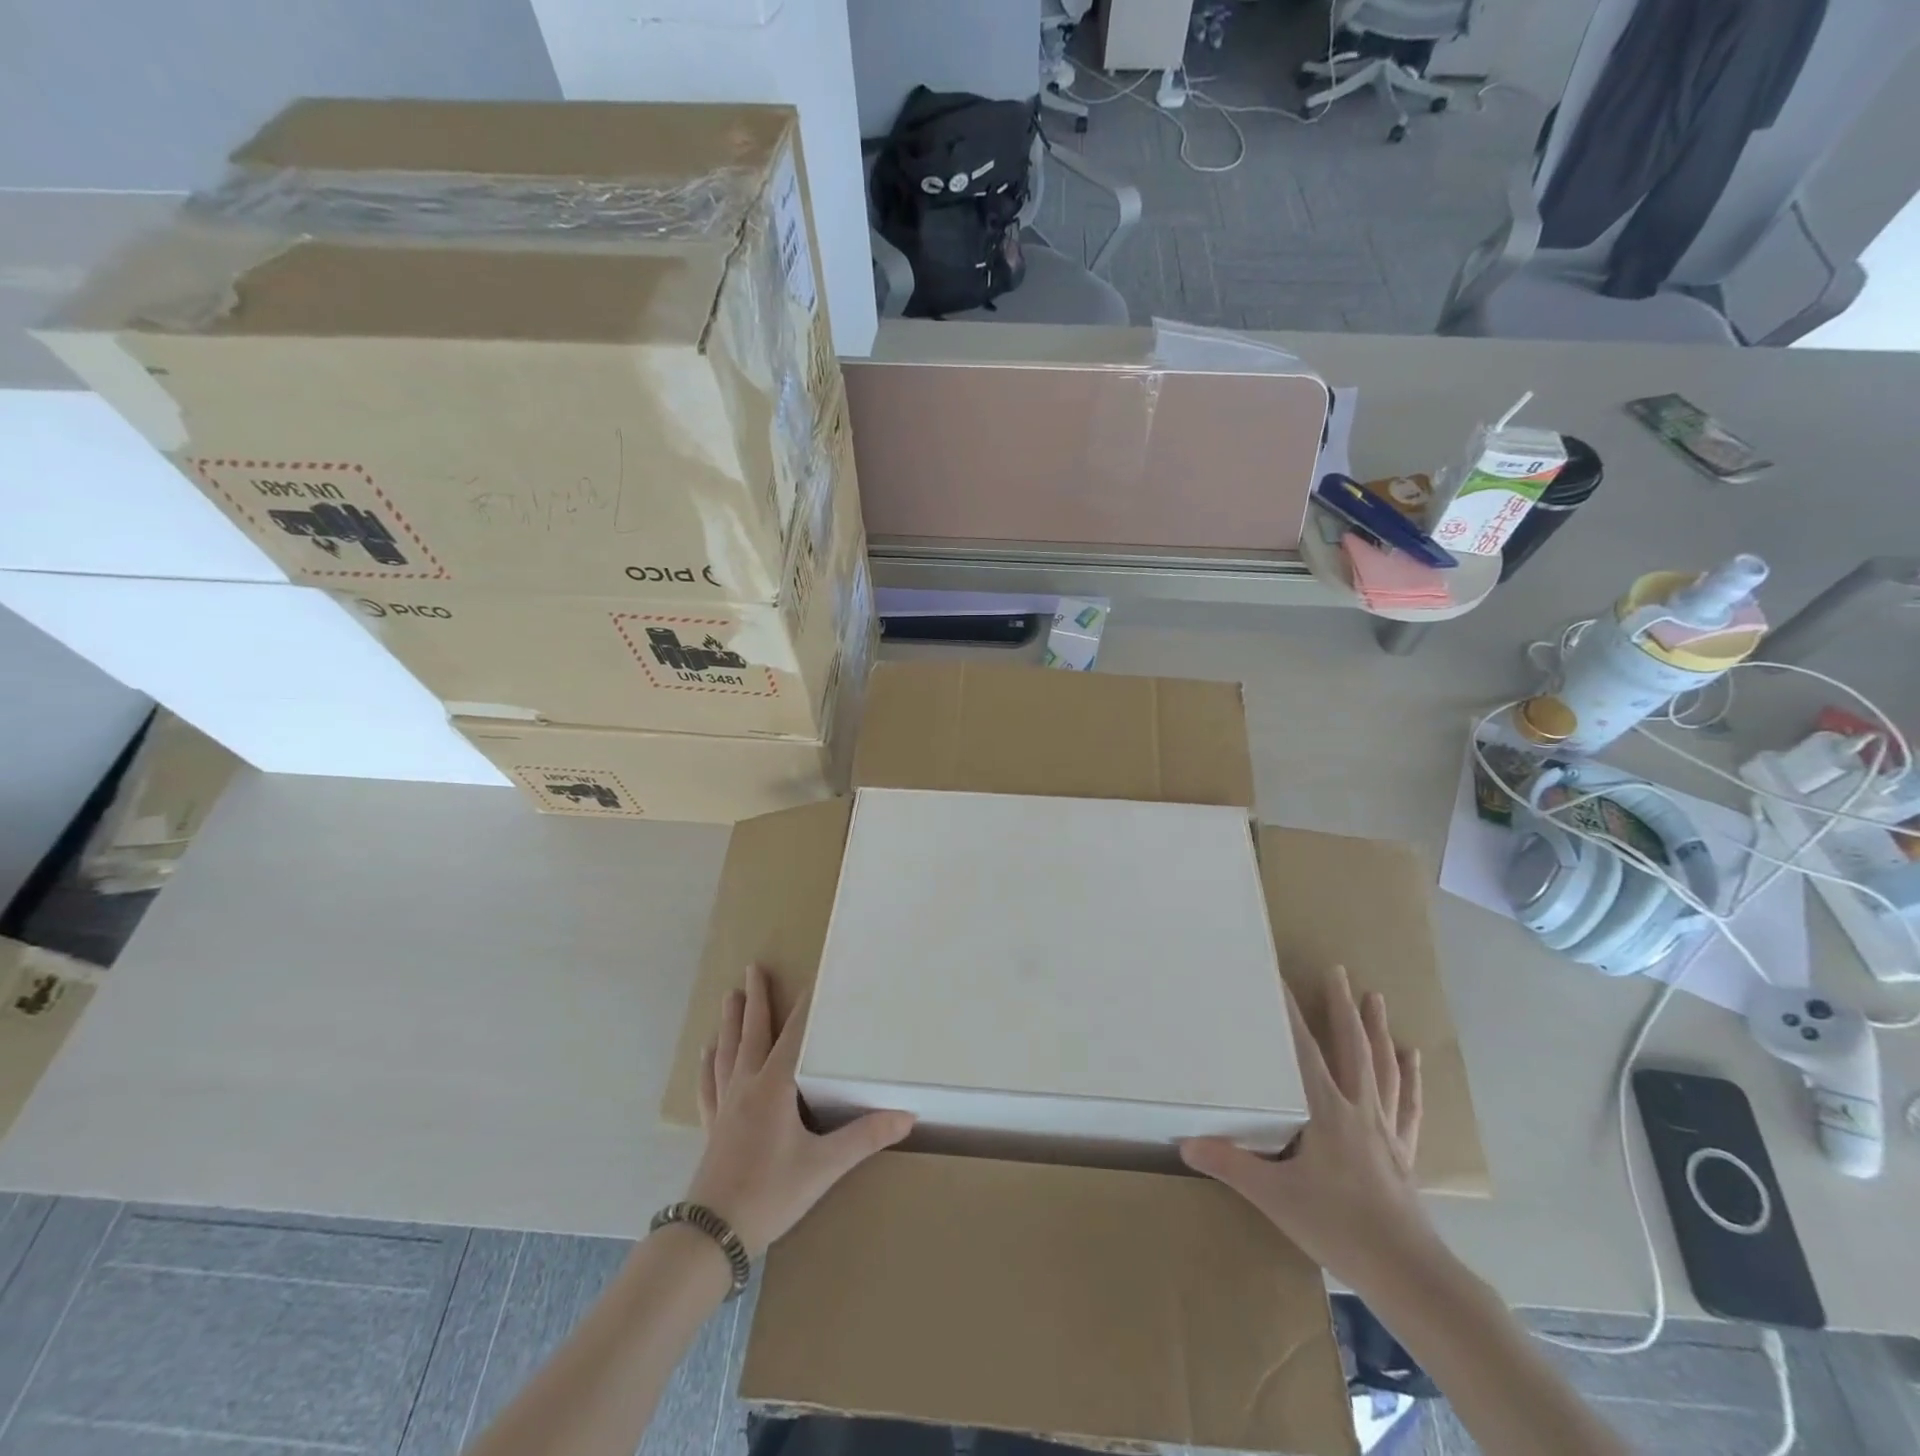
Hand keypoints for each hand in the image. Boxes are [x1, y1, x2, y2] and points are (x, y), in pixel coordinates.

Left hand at [685, 965, 914, 1256]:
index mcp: (775, 1087)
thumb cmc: (771, 1194)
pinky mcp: (712, 1127)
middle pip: (753, 1033)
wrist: (712, 1235)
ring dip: (731, 1022)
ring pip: (729, 1053)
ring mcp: (725, 1106)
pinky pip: (709, 1086)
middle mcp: (747, 1087)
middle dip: (756, 999)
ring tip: (731, 996)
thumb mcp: (824, 1166)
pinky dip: (709, 1066)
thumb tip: (907, 1116)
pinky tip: (706, 1052)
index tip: (809, 979)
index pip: (793, 1036)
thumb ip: (865, 1137)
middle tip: (753, 968)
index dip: (803, 1008)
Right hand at [1181, 966, 1433, 1289]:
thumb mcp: (1275, 1196)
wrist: (1409, 1274)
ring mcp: (1385, 1130)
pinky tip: (1411, 1058)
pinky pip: (1407, 1106)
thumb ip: (1231, 1165)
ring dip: (1377, 1031)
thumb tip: (1185, 1143)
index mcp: (1326, 1111)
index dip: (1290, 1013)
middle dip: (1342, 1007)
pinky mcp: (1403, 1153)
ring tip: (1375, 998)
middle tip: (1338, 971)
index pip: (1304, 1050)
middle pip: (1351, 1048)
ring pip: (1382, 1068)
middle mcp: (1358, 1109)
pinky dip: (1409, 1079)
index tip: (1280, 977)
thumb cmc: (1338, 1226)